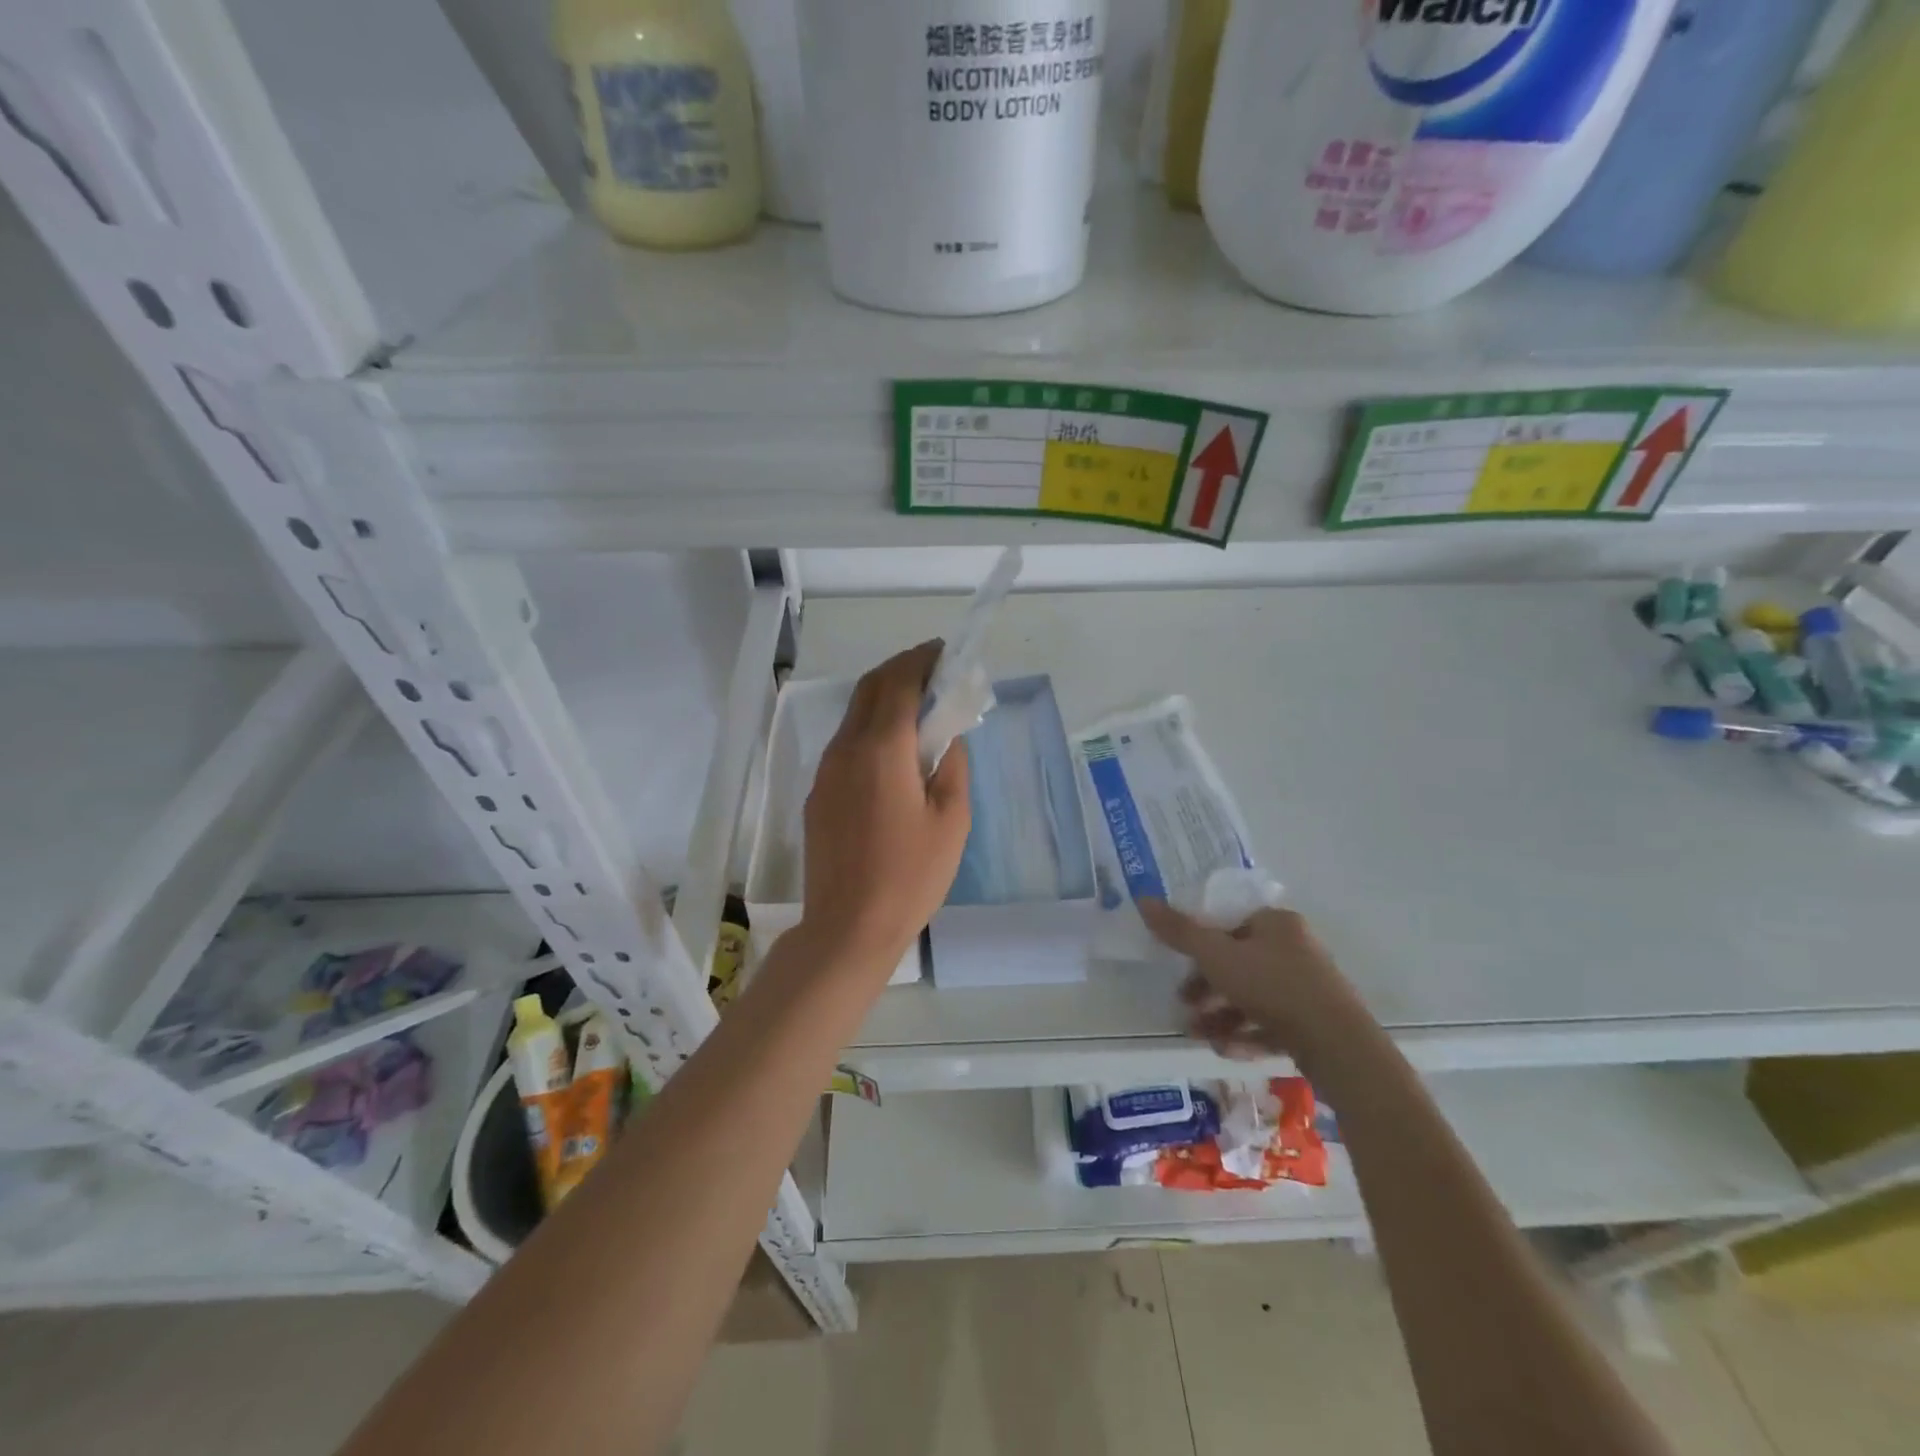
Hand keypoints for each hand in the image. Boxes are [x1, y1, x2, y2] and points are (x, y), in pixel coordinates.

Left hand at [800, 641, 971, 978]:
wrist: (848, 927)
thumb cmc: (910, 875)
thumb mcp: (952, 820)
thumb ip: (952, 765)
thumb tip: (945, 737)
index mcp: (882, 748)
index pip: (899, 682)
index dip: (922, 660)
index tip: (945, 653)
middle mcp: (846, 748)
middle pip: (870, 688)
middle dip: (901, 670)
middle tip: (933, 672)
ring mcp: (826, 771)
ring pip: (854, 714)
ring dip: (884, 698)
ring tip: (918, 708)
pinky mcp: (818, 793)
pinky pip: (846, 744)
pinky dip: (871, 728)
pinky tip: (892, 752)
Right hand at [1139, 900, 1360, 1062]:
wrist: (1339, 1046)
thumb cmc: (1273, 986)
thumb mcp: (1216, 956)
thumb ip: (1179, 931)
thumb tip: (1143, 899)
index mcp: (1276, 923)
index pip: (1230, 925)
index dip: (1201, 946)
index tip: (1181, 968)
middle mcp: (1295, 949)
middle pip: (1239, 963)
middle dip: (1207, 988)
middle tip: (1185, 1005)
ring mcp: (1309, 988)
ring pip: (1253, 998)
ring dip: (1221, 1016)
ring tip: (1198, 1036)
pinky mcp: (1315, 1023)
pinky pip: (1272, 1024)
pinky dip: (1246, 1035)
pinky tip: (1225, 1051)